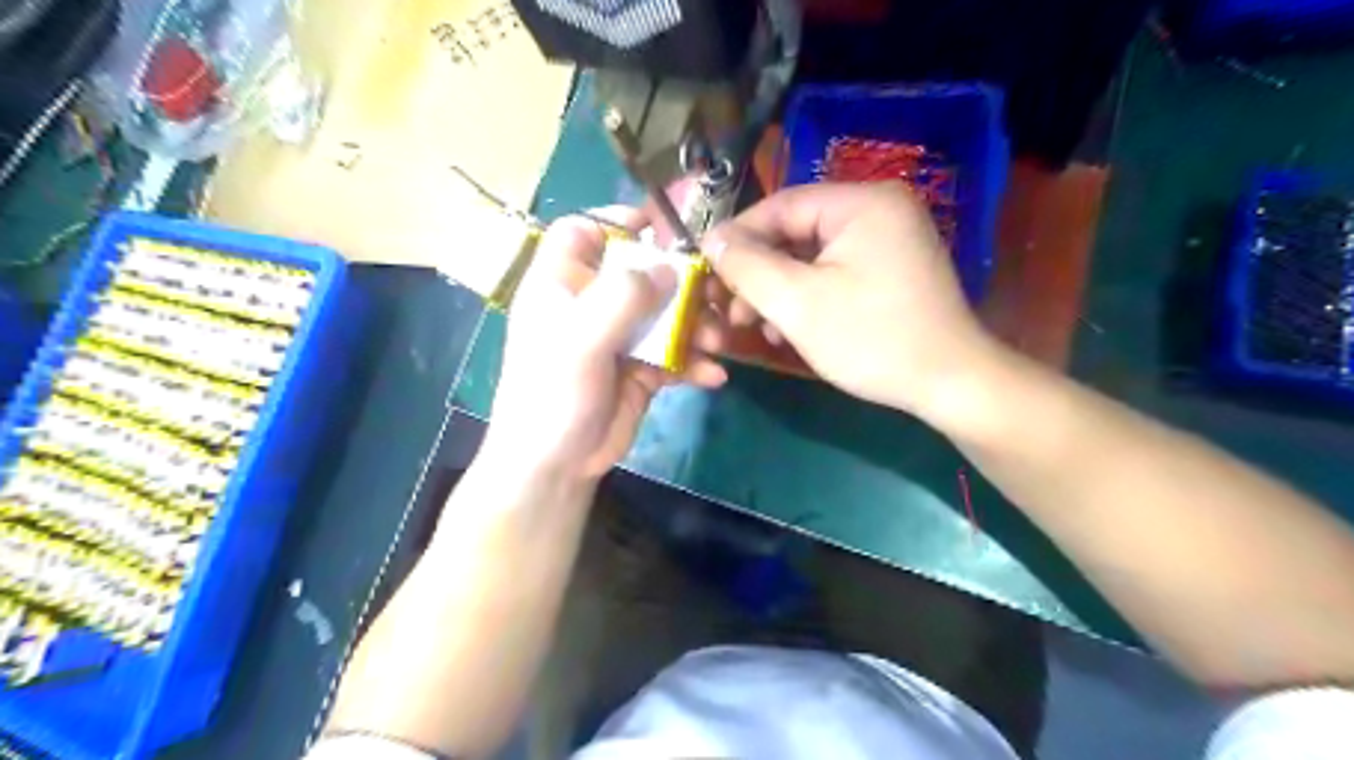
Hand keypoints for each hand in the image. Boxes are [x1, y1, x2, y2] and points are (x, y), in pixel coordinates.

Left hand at [480, 207, 722, 483]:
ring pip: (666, 314)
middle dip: (681, 283)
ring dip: (696, 326)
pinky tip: (711, 377)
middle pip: (641, 272)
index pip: (583, 232)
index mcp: (562, 284)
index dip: (616, 222)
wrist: (557, 465)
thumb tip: (669, 268)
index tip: (659, 230)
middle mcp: (592, 305)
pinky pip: (675, 354)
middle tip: (712, 294)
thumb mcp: (581, 339)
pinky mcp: (642, 369)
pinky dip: (695, 363)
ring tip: (716, 343)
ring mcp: (620, 337)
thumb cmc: (553, 394)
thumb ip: (623, 297)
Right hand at [711, 182, 1003, 421]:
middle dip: (759, 273)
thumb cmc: (871, 339)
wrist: (949, 384)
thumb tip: (711, 238)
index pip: (780, 205)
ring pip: (812, 255)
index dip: (737, 237)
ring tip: (757, 327)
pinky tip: (790, 328)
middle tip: (731, 310)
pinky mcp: (892, 267)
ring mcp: (890, 238)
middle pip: (796, 231)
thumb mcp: (797, 303)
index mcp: (861, 202)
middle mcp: (879, 208)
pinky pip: (835, 270)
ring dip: (779, 289)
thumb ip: (747, 266)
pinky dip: (807, 296)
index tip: (705, 269)